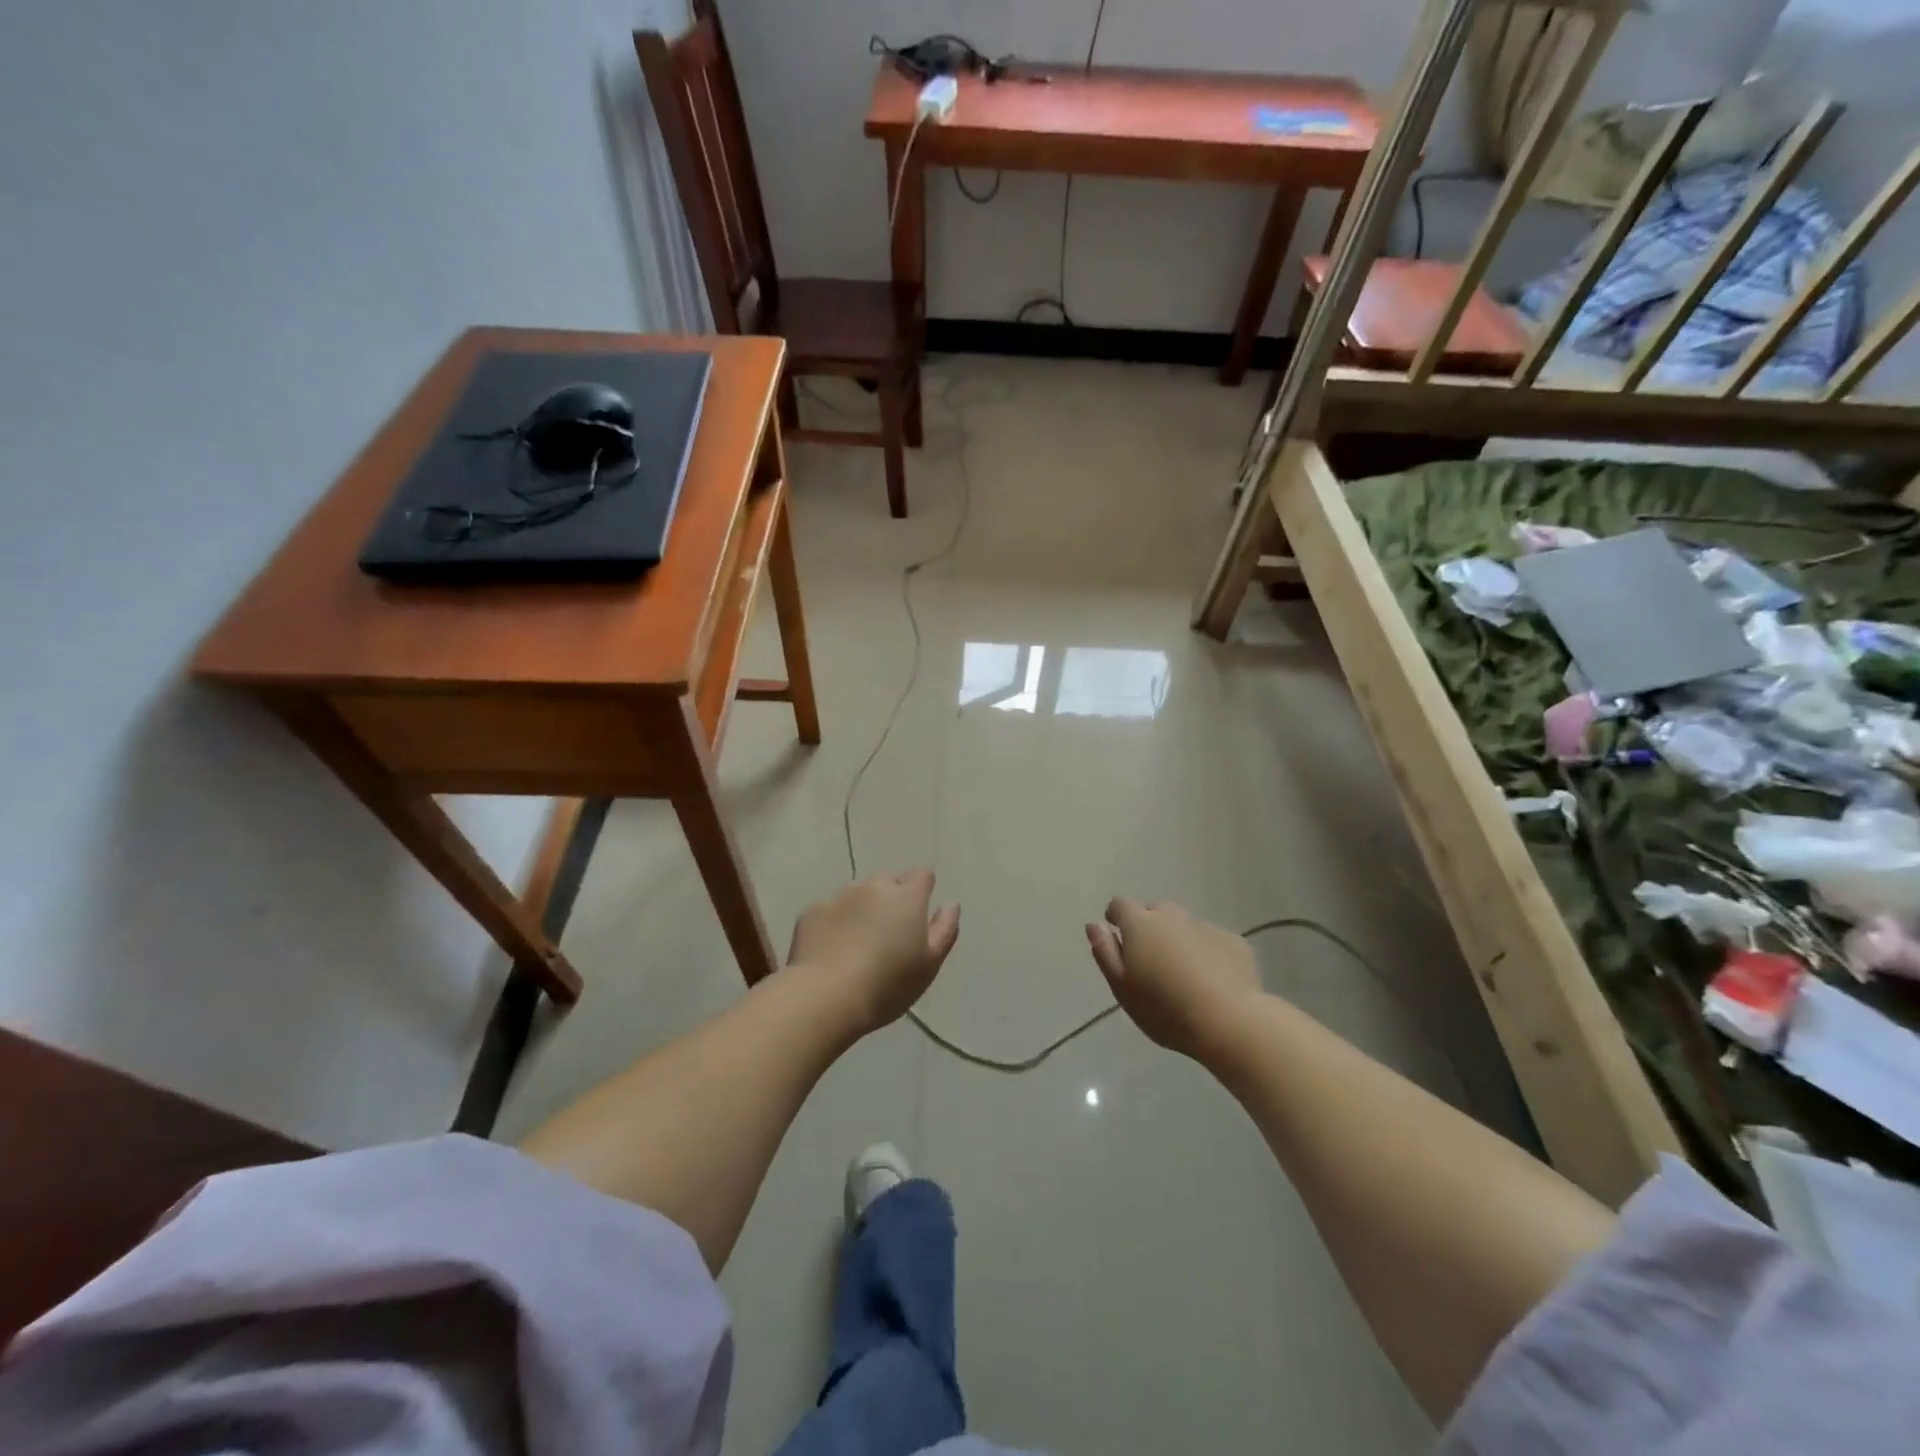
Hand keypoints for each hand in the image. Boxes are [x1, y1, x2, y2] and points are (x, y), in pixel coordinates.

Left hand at [788, 872, 960, 1034]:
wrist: (826, 996)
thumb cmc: (888, 984)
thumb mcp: (929, 964)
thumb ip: (945, 929)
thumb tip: (951, 903)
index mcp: (907, 897)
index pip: (923, 875)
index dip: (923, 890)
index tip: (919, 914)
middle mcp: (874, 887)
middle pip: (888, 882)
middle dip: (891, 899)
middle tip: (889, 934)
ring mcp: (840, 897)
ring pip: (857, 895)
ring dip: (862, 910)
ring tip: (858, 944)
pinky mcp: (812, 913)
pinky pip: (829, 912)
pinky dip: (834, 924)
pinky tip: (831, 952)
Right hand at [1085, 899, 1262, 1060]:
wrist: (1229, 1021)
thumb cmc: (1164, 1008)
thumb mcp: (1122, 987)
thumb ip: (1105, 952)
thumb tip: (1094, 925)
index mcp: (1140, 924)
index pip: (1120, 904)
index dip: (1116, 917)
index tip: (1117, 937)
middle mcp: (1172, 916)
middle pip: (1154, 911)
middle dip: (1149, 928)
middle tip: (1151, 962)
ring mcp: (1206, 926)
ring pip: (1184, 926)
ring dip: (1178, 940)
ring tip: (1182, 974)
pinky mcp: (1234, 941)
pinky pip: (1211, 941)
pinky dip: (1206, 953)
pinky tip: (1212, 981)